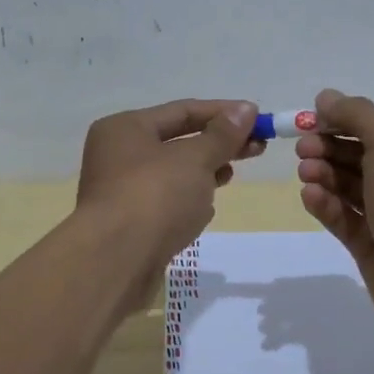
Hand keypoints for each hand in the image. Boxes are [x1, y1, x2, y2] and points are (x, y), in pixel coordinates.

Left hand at [77, 99, 262, 271]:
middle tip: (257, 148)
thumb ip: (222, 135)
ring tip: (231, 175)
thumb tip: (246, 109)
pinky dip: (189, 201)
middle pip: (178, 141)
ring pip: (174, 173)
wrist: (115, 263)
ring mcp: (122, 191)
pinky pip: (166, 202)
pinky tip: (206, 210)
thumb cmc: (154, 197)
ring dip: (204, 172)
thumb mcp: (195, 159)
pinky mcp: (130, 223)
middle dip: (218, 144)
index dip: (223, 113)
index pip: (182, 111)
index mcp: (125, 128)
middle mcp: (118, 154)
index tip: (259, 119)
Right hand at [296, 88, 373, 341]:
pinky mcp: (373, 247)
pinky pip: (345, 219)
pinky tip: (310, 197)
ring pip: (350, 187)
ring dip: (325, 174)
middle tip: (302, 148)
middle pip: (362, 155)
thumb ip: (356, 114)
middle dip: (330, 148)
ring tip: (305, 173)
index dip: (347, 119)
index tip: (314, 119)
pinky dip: (326, 205)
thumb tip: (326, 97)